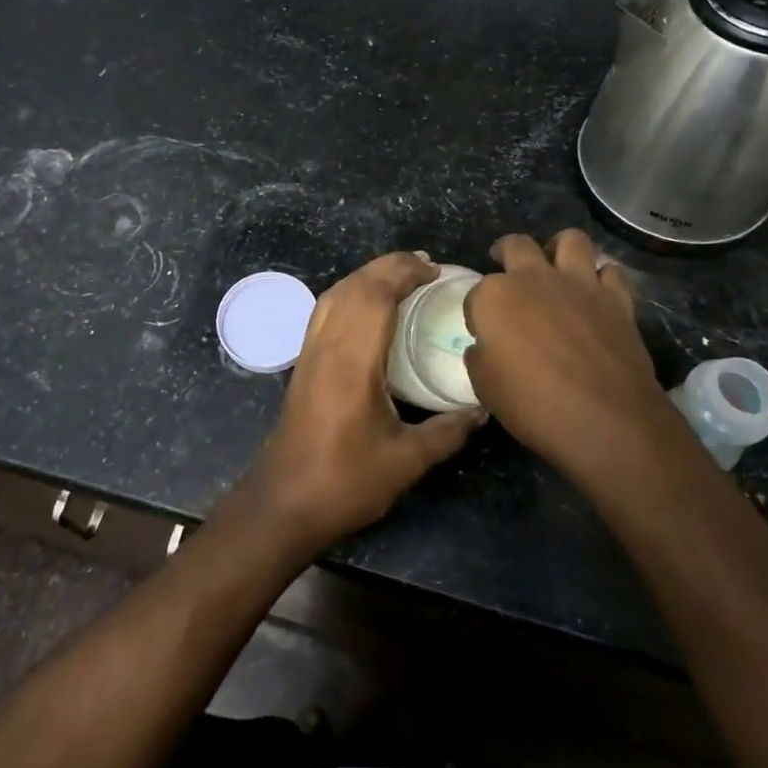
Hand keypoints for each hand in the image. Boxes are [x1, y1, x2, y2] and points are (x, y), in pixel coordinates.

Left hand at [242, 251, 486, 554]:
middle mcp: (327, 345)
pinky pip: (325, 309)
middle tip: (425, 266)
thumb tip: (482, 410)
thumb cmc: (346, 481)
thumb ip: (447, 432)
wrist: (285, 501)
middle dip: (388, 266)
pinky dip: (349, 293)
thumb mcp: (406, 461)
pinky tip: (367, 305)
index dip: (404, 273)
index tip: (435, 270)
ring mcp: (310, 351)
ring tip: (400, 276)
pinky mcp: (303, 361)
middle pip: (354, 286)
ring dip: (366, 275)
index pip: (375, 295)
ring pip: (335, 293)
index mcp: (353, 360)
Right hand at [462, 230, 681, 481]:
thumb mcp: (485, 387)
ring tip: (556, 262)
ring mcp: (579, 284)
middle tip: (506, 267)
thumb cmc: (533, 405)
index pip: (476, 293)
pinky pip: (611, 271)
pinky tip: (597, 292)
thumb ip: (481, 356)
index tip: (483, 333)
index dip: (478, 313)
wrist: (606, 420)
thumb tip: (487, 346)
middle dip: (506, 252)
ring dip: (560, 248)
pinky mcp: (616, 299)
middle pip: (516, 246)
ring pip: (570, 240)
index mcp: (495, 297)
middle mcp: (534, 278)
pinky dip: (602, 278)